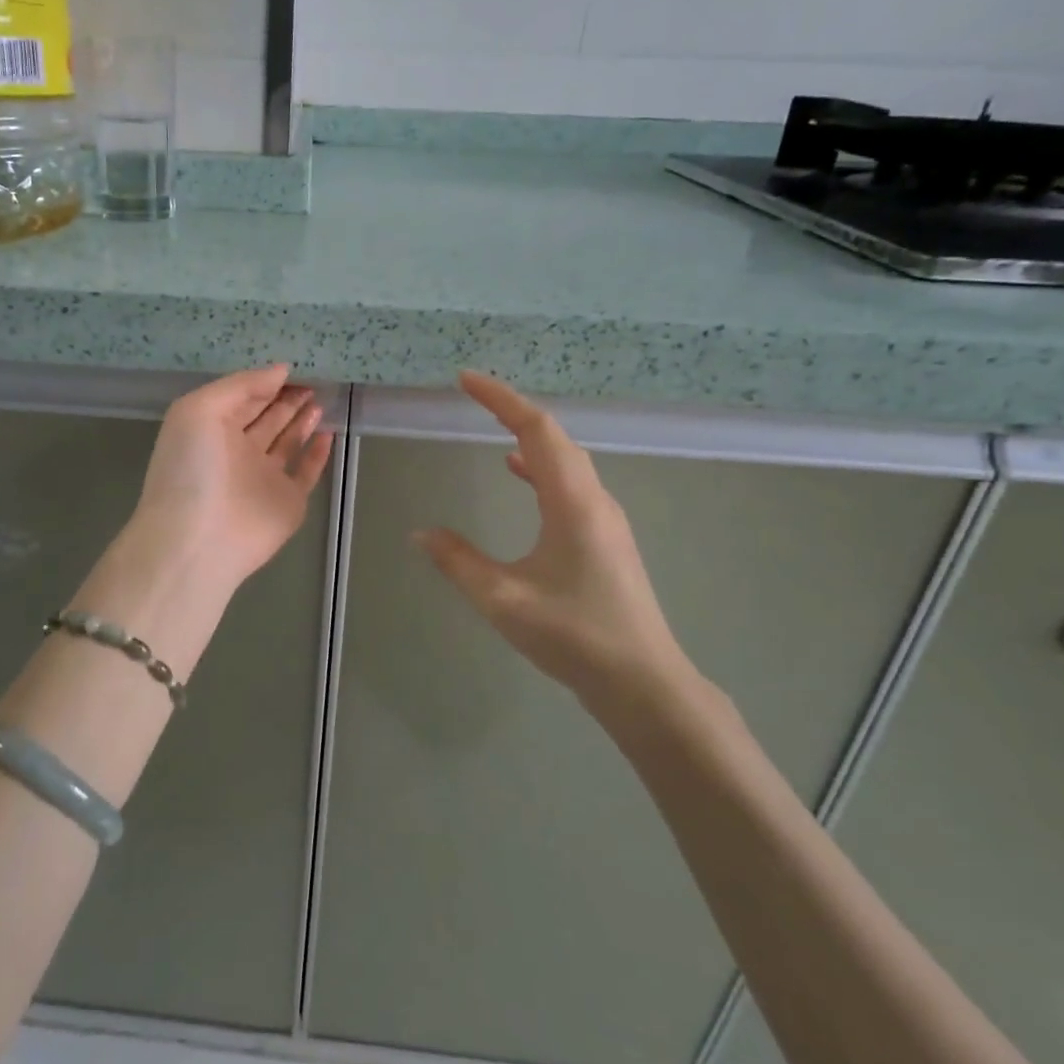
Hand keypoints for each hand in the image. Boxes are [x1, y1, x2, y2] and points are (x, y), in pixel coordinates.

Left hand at [132, 365, 334, 590]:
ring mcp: (263, 478)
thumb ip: (241, 385)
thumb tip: (281, 370)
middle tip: (314, 380)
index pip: (242, 398)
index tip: (293, 367)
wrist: (199, 539)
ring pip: (287, 442)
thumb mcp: (201, 409)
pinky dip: (318, 454)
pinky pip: (307, 472)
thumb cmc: (192, 467)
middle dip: (287, 399)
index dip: (265, 383)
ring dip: (302, 421)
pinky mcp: (288, 502)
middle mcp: (237, 451)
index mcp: (211, 429)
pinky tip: (328, 433)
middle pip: (267, 418)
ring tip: (320, 399)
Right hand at [415, 372, 693, 715]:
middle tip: (472, 396)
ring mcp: (604, 518)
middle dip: (512, 409)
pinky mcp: (605, 537)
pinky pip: (569, 483)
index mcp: (572, 502)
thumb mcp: (503, 599)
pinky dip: (540, 467)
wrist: (643, 684)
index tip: (466, 380)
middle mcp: (594, 499)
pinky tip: (518, 474)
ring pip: (565, 459)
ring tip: (493, 425)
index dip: (501, 399)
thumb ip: (458, 561)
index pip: (536, 430)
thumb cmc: (575, 636)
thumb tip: (420, 532)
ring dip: (529, 436)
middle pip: (554, 437)